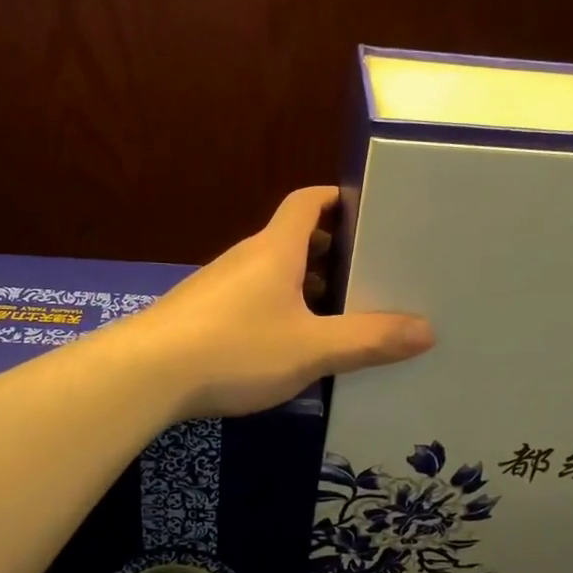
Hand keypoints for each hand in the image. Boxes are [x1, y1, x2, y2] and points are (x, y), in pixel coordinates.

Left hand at [135, 187, 435, 418]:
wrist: (145, 375)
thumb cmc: (235, 348)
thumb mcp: (311, 349)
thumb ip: (367, 340)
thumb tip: (427, 330)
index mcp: (275, 250)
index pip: (307, 201)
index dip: (337, 198)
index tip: (368, 210)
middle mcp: (247, 258)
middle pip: (293, 238)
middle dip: (331, 251)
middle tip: (370, 274)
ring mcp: (219, 286)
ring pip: (272, 273)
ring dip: (305, 285)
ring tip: (340, 314)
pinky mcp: (202, 315)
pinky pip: (252, 300)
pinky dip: (279, 310)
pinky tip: (290, 346)